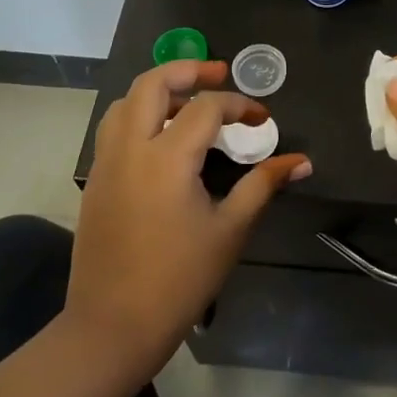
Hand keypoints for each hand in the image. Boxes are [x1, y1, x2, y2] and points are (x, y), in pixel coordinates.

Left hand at [72, 60, 309, 376]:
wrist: (113, 326)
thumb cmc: (179, 279)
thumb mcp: (229, 230)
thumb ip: (263, 185)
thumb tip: (301, 161)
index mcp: (166, 158)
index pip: (206, 108)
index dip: (239, 104)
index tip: (261, 119)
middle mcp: (131, 148)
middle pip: (152, 83)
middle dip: (187, 69)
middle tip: (218, 73)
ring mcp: (106, 163)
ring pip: (125, 102)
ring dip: (158, 91)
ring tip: (188, 103)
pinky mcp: (95, 181)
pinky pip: (114, 129)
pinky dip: (139, 116)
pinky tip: (162, 140)